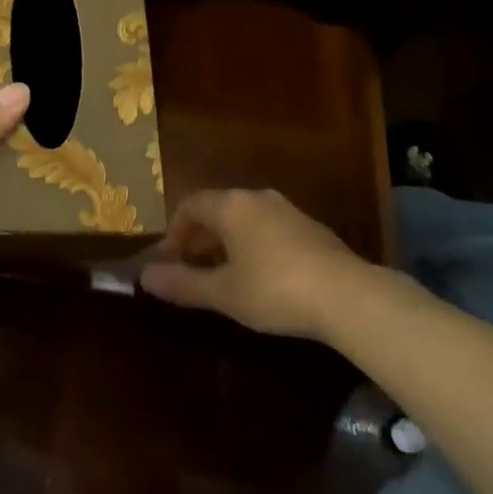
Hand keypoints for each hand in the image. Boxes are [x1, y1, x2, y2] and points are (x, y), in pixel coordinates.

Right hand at [139, 188, 393, 341]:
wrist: (348, 295)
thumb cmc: (274, 289)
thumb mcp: (223, 292)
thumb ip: (183, 283)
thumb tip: (144, 276)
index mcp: (231, 205)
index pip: (190, 204)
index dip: (174, 231)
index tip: (169, 261)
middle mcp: (257, 198)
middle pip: (218, 209)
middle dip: (200, 238)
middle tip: (192, 270)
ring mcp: (287, 211)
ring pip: (245, 219)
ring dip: (227, 242)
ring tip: (224, 276)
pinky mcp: (311, 229)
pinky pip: (269, 229)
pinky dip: (254, 246)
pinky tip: (262, 278)